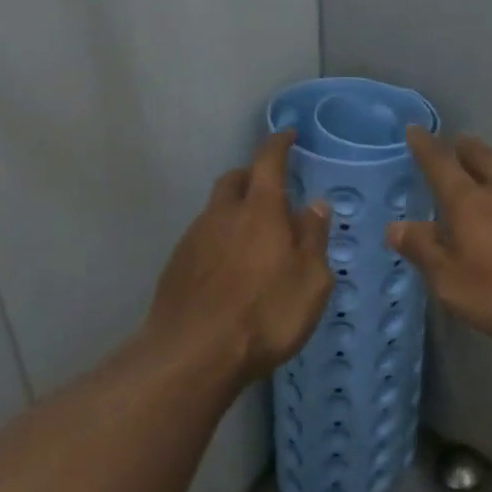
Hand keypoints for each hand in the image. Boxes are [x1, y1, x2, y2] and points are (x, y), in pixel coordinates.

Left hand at [144, 130, 332, 384]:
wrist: (193, 355)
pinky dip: (220, 238)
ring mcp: (194, 239)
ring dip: (235, 210)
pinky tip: (230, 267)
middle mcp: (223, 215)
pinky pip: (203, 237)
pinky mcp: (176, 265)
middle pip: (235, 179)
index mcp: (260, 210)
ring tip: (254, 235)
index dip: (278, 145)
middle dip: (253, 175)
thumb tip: (315, 205)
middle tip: (272, 188)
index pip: (268, 162)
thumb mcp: (311, 281)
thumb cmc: (265, 315)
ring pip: (216, 209)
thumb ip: (313, 238)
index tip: (287, 135)